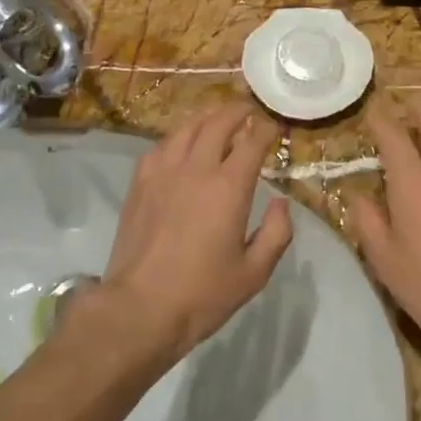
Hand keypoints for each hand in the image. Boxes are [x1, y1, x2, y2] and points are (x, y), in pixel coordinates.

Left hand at [91, 102, 291, 363]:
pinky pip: (161, 146)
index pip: (252, 141)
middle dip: (238, 112)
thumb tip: (281, 203)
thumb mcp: (254, 273)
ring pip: (187, 128)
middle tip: (250, 112)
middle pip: (218, 123)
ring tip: (218, 119)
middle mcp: (196, 169)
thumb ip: (276, 233)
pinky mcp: (140, 183)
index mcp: (228, 187)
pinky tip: (182, 145)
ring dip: (207, 118)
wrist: (140, 308)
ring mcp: (163, 172)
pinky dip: (179, 137)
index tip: (275, 127)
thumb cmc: (202, 294)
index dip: (267, 128)